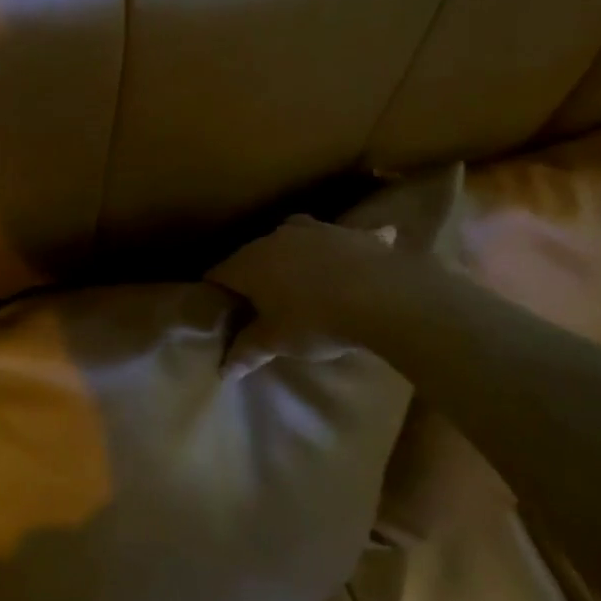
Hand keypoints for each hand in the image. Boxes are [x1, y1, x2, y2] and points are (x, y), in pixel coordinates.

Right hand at [211, 215, 403, 366]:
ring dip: (294, 254)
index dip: (216, 294)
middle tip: (260, 303)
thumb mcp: (277, 342)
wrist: (384, 299)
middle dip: (252, 275)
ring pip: (294, 237)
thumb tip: (223, 370)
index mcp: (249, 263)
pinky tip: (358, 253)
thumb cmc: (316, 321)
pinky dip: (347, 246)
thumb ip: (247, 351)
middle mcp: (276, 238)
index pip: (217, 274)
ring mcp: (316, 230)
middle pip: (253, 255)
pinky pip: (344, 237)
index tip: (223, 313)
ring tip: (302, 277)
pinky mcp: (352, 233)